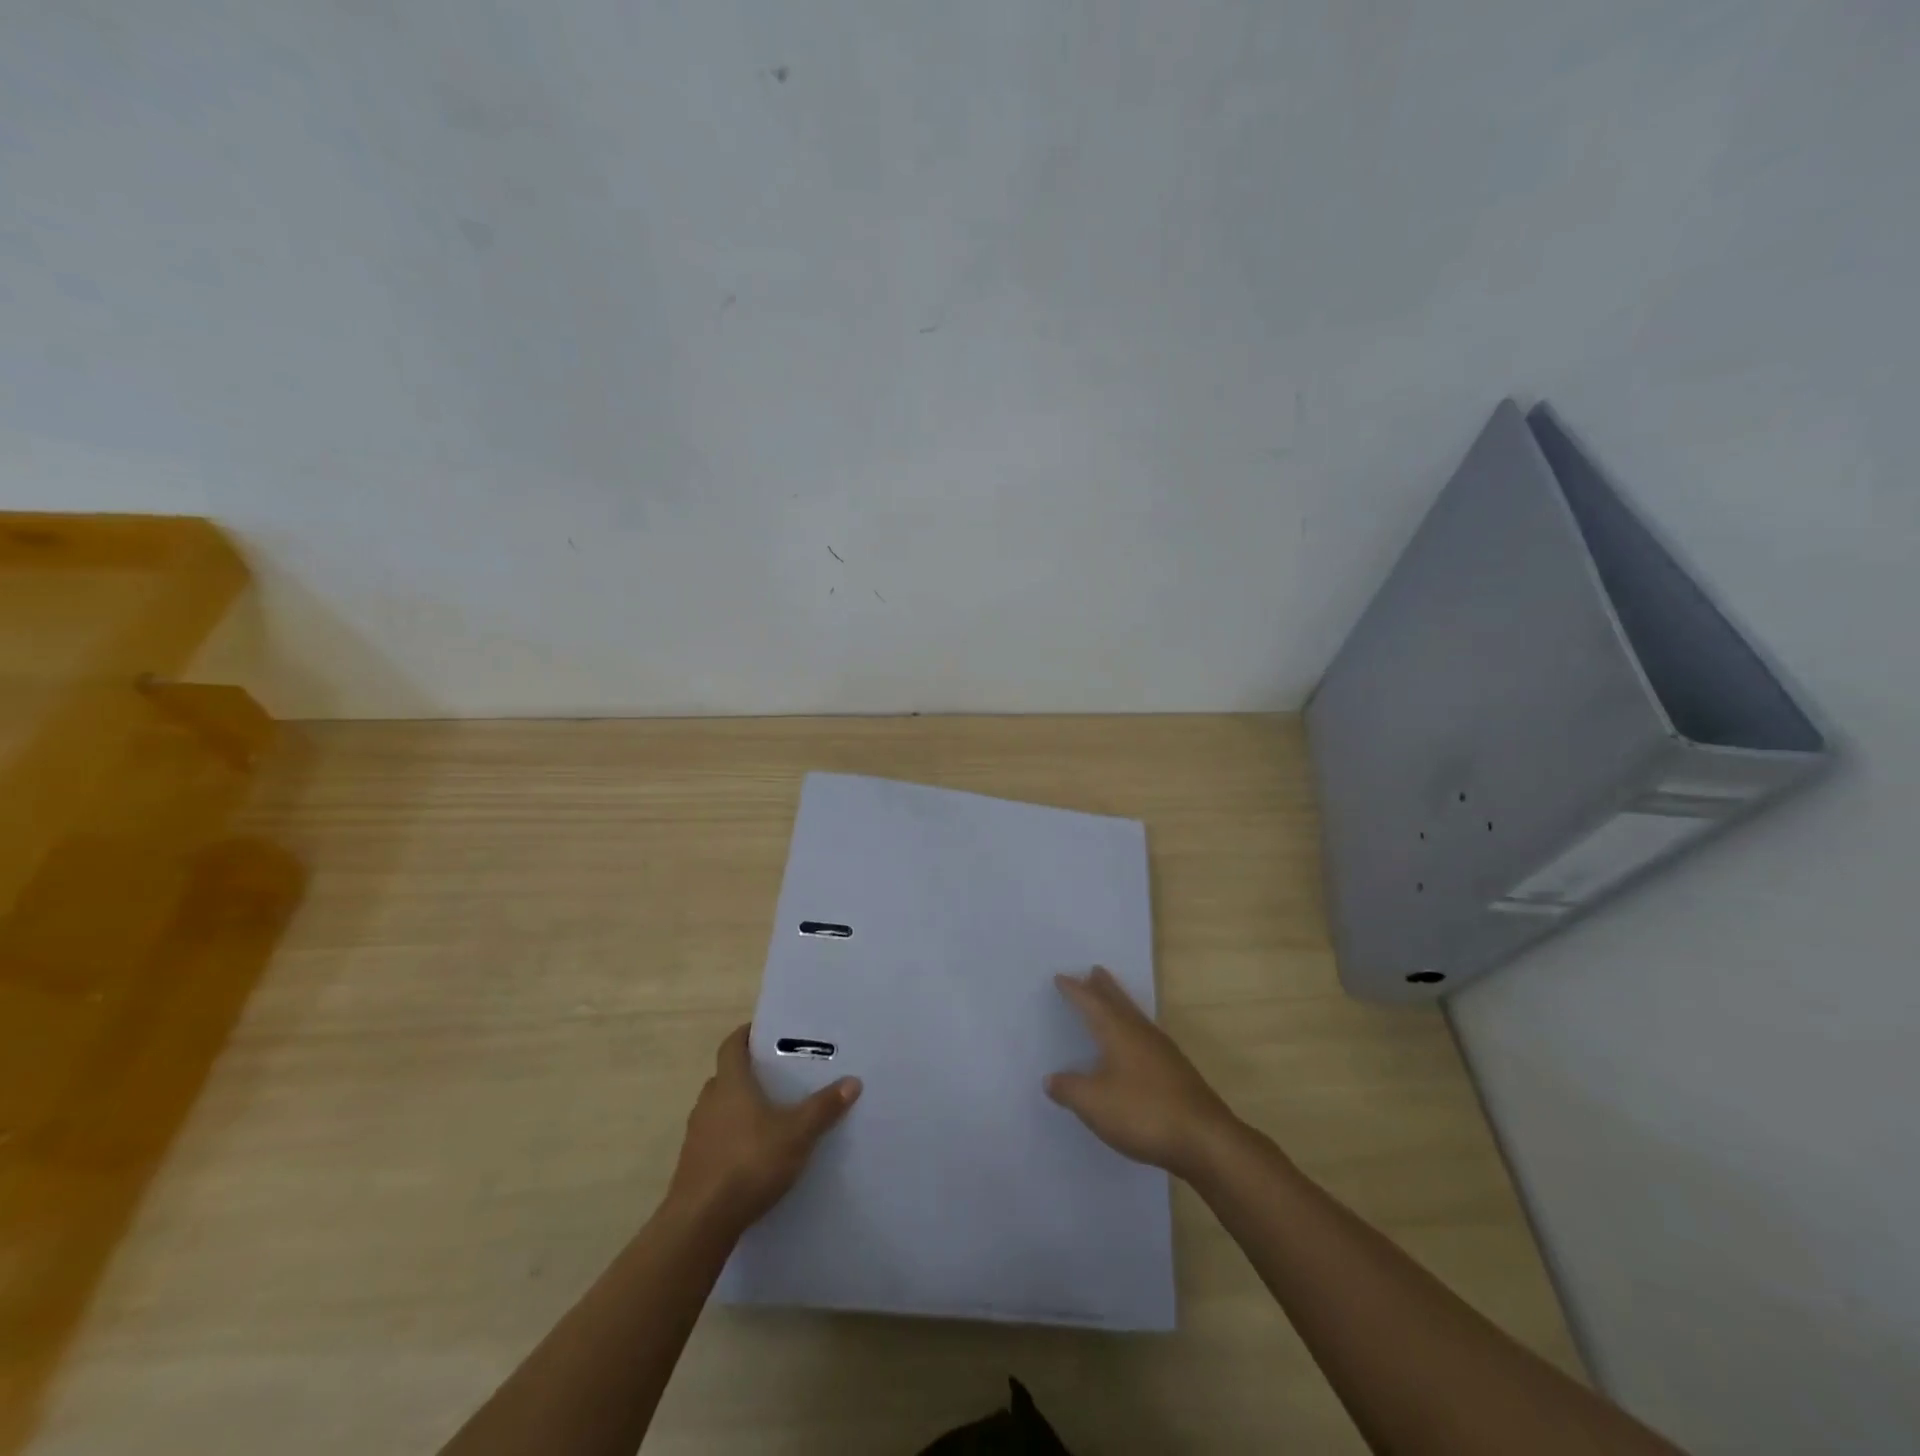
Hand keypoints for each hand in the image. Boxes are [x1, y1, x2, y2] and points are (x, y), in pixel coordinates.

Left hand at [666, 1025, 860, 1234]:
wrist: (700, 1223)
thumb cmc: (749, 1162)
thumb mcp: (797, 1133)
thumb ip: (824, 1107)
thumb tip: (853, 1081)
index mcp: (730, 1083)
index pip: (732, 1045)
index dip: (745, 1035)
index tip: (764, 1032)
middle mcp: (708, 1102)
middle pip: (725, 1076)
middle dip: (747, 1074)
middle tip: (776, 1076)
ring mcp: (696, 1135)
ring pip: (718, 1109)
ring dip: (738, 1108)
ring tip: (769, 1116)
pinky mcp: (693, 1165)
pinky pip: (715, 1139)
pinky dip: (731, 1138)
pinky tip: (753, 1154)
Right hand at [1046, 966, 1236, 1179]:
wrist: (1204, 1139)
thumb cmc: (1143, 1112)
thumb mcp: (1094, 1103)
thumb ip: (1069, 1089)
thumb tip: (1050, 1079)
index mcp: (1118, 1032)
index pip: (1091, 1003)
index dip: (1075, 990)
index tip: (1060, 977)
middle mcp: (1141, 1033)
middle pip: (1119, 1002)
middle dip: (1104, 987)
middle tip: (1094, 970)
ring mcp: (1162, 1052)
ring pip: (1135, 1017)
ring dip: (1120, 1004)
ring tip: (1111, 999)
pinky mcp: (1175, 1071)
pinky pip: (1145, 1036)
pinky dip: (1132, 1029)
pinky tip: (1133, 1044)